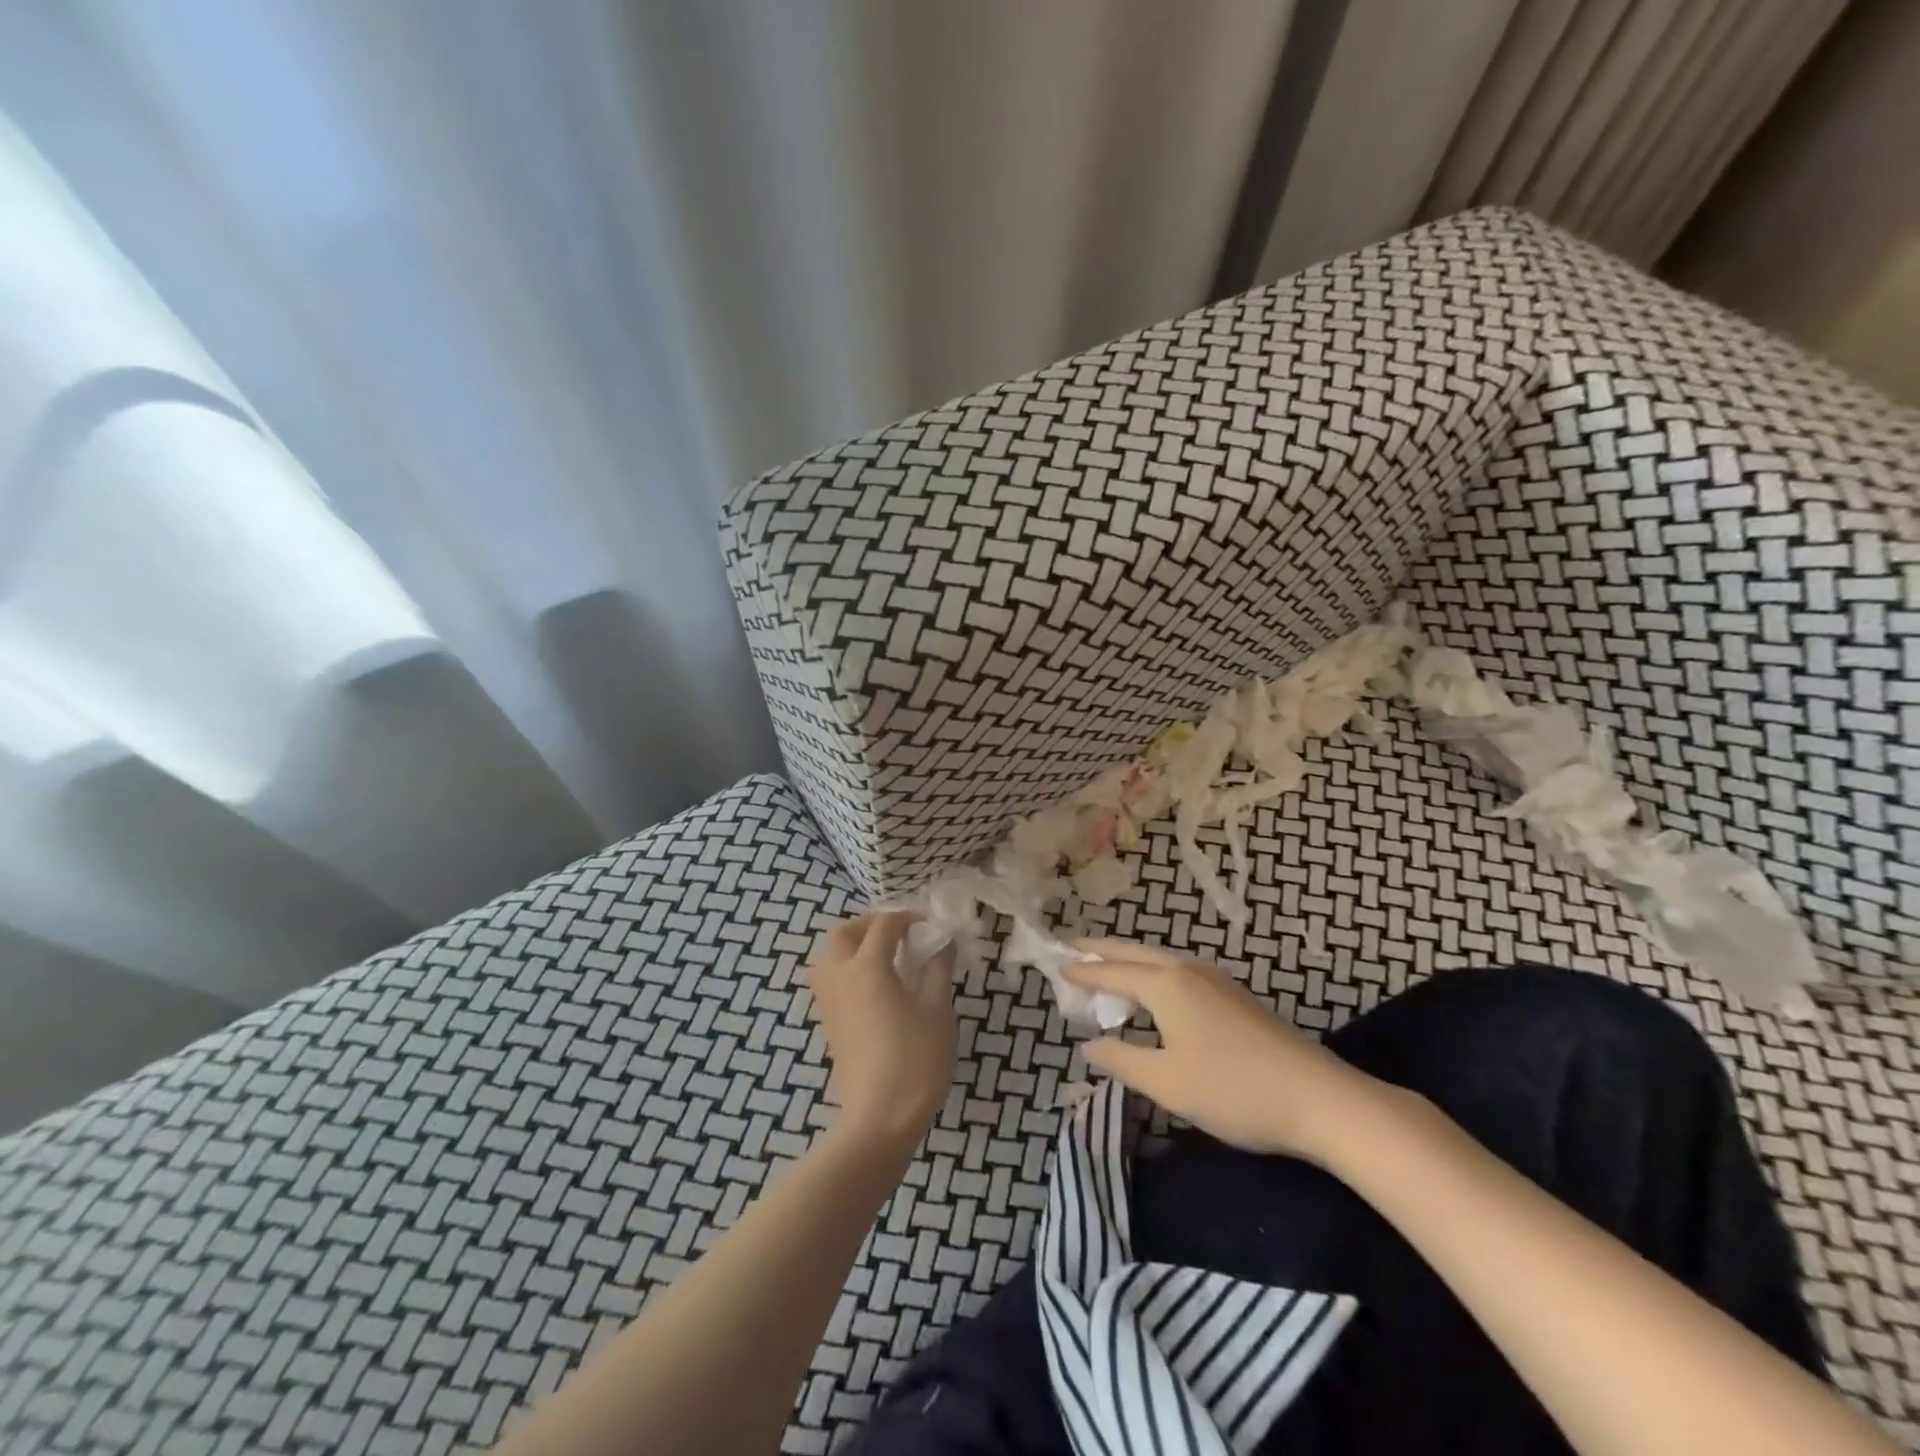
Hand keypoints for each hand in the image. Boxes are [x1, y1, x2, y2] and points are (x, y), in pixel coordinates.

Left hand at [807, 912, 956, 1149]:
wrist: (880, 1119)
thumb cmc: (915, 1060)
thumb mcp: (938, 1010)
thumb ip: (938, 970)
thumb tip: (942, 943)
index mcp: (867, 966)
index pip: (884, 925)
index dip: (908, 918)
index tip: (931, 927)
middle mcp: (840, 976)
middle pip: (845, 933)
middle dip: (871, 925)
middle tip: (900, 935)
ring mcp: (828, 1001)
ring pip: (830, 956)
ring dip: (854, 946)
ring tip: (886, 959)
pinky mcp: (828, 1023)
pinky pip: (830, 980)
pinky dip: (848, 970)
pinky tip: (876, 987)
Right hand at [1063, 939, 1398, 1164]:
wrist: (1320, 1099)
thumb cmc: (1234, 1090)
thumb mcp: (1167, 1083)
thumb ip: (1121, 1060)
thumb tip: (1088, 1046)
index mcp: (1166, 985)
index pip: (1112, 971)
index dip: (1082, 971)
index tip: (1054, 965)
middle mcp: (1188, 970)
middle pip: (1135, 952)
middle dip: (1102, 950)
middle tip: (1072, 949)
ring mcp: (1216, 980)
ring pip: (1160, 959)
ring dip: (1129, 960)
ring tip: (1107, 968)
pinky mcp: (1235, 997)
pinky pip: (1178, 972)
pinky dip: (1152, 973)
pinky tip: (1156, 993)